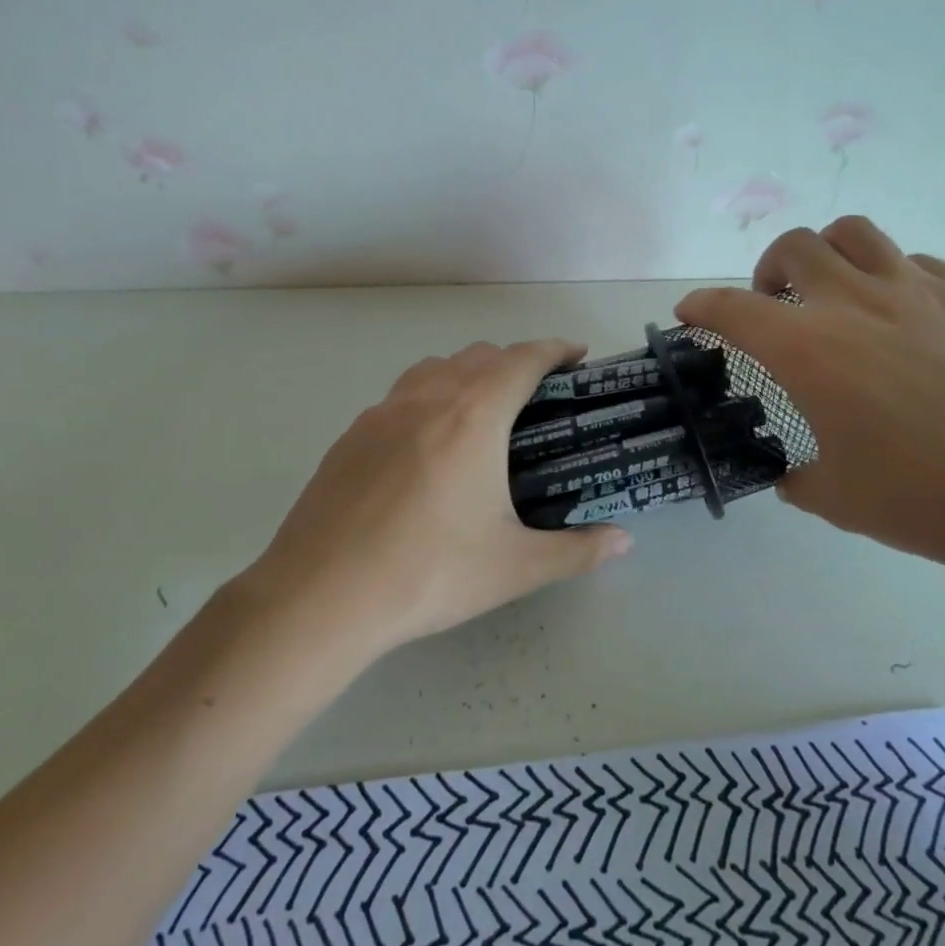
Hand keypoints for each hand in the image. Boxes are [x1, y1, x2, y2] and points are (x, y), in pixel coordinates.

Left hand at [235, 339, 632, 663]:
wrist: (321, 595)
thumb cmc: (428, 573)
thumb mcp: (514, 567)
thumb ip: (577, 550)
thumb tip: (623, 540)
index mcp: (474, 416)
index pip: (523, 359)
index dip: (555, 350)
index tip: (577, 356)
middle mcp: (427, 398)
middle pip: (479, 355)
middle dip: (514, 362)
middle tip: (537, 396)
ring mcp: (381, 413)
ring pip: (434, 368)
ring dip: (467, 373)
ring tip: (482, 412)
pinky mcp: (350, 435)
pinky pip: (400, 396)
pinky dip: (428, 398)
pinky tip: (426, 446)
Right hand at [676, 218, 944, 591]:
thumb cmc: (927, 501)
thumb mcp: (835, 496)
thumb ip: (794, 474)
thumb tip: (788, 471)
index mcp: (809, 350)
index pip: (732, 308)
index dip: (702, 306)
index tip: (692, 313)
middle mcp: (857, 302)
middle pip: (794, 247)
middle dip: (768, 270)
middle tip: (776, 305)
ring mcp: (922, 289)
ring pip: (856, 234)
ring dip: (829, 255)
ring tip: (837, 292)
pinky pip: (919, 264)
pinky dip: (893, 281)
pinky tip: (909, 322)